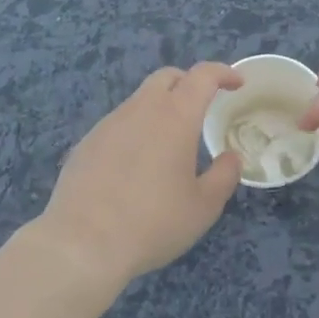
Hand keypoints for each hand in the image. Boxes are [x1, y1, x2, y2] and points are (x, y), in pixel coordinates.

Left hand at [38, 63, 243, 289]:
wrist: (81, 244)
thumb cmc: (152, 223)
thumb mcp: (203, 207)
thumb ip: (224, 176)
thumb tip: (230, 157)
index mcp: (176, 116)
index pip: (203, 76)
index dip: (223, 73)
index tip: (236, 84)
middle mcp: (141, 109)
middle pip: (167, 77)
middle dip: (189, 83)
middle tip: (203, 106)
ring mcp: (109, 123)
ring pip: (140, 99)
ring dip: (160, 108)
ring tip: (169, 143)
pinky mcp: (87, 142)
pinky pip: (118, 124)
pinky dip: (136, 130)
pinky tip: (135, 166)